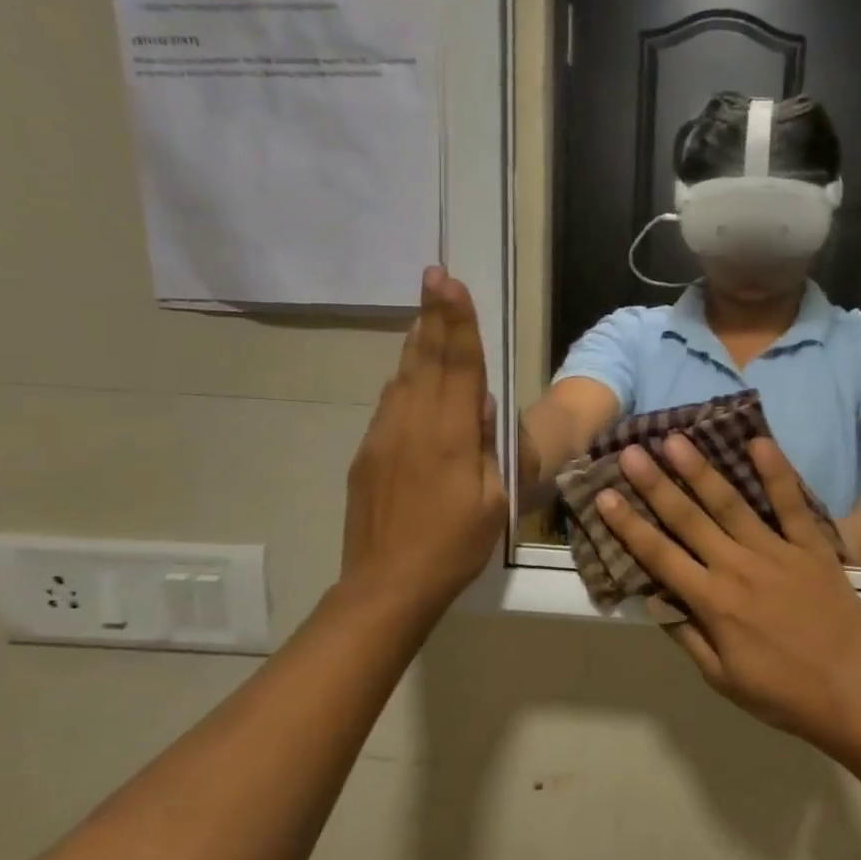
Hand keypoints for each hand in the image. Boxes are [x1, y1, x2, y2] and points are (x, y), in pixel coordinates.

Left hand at [341, 267, 506, 616]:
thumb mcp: (493, 501)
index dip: (457, 322)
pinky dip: (404, 377)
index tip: (450, 281)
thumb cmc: (454, 546)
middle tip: (434, 274)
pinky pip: (390, 402)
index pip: (458, 366)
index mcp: (449, 436)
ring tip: (426, 312)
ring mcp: (383, 436)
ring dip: (418, 341)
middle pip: (426, 359)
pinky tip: (409, 370)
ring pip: (403, 376)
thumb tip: (481, 407)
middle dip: (434, 315)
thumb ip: (489, 448)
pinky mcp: (367, 452)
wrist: (387, 585)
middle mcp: (412, 424)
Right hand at [594, 434, 860, 745]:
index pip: (659, 556)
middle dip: (655, 485)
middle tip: (630, 452)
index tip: (605, 496)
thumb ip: (687, 634)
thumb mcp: (722, 678)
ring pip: (731, 504)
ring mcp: (776, 552)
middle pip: (688, 519)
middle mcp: (737, 568)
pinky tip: (758, 442)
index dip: (628, 525)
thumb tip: (653, 598)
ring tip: (676, 439)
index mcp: (712, 602)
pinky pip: (791, 505)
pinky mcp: (812, 547)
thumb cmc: (784, 693)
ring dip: (700, 470)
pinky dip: (776, 472)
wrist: (855, 692)